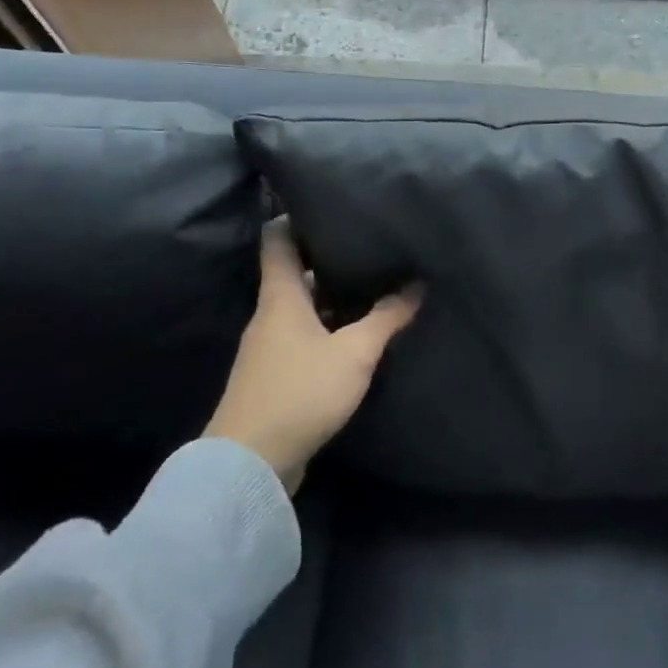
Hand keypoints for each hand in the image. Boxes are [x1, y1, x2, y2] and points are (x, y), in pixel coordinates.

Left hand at [206, 218, 421, 492]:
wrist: (250, 463)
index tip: (327, 203)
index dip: (296, 216)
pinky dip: (327, 328)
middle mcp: (270, 314)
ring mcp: (269, 346)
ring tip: (373, 285)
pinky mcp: (274, 375)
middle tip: (369, 246)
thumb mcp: (355, 351)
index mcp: (281, 296)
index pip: (278, 239)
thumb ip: (387, 316)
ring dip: (332, 297)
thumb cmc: (301, 391)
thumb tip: (417, 284)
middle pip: (295, 272)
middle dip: (329, 259)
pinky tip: (357, 334)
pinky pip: (303, 336)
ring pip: (302, 307)